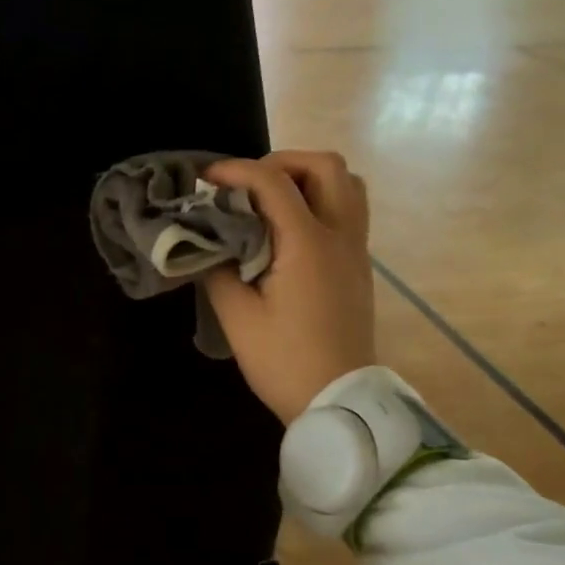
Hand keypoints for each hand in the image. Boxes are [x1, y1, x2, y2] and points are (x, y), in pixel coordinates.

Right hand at [202, 151, 374, 424]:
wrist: (339, 402)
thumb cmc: (284, 362)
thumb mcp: (237, 317)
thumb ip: (216, 269)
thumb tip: (207, 242)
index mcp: (308, 244)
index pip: (273, 182)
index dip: (235, 170)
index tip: (205, 179)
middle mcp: (340, 236)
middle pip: (326, 166)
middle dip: (282, 162)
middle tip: (247, 185)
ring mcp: (356, 250)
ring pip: (347, 185)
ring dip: (309, 178)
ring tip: (272, 199)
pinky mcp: (359, 267)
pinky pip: (349, 211)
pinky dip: (321, 201)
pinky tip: (290, 230)